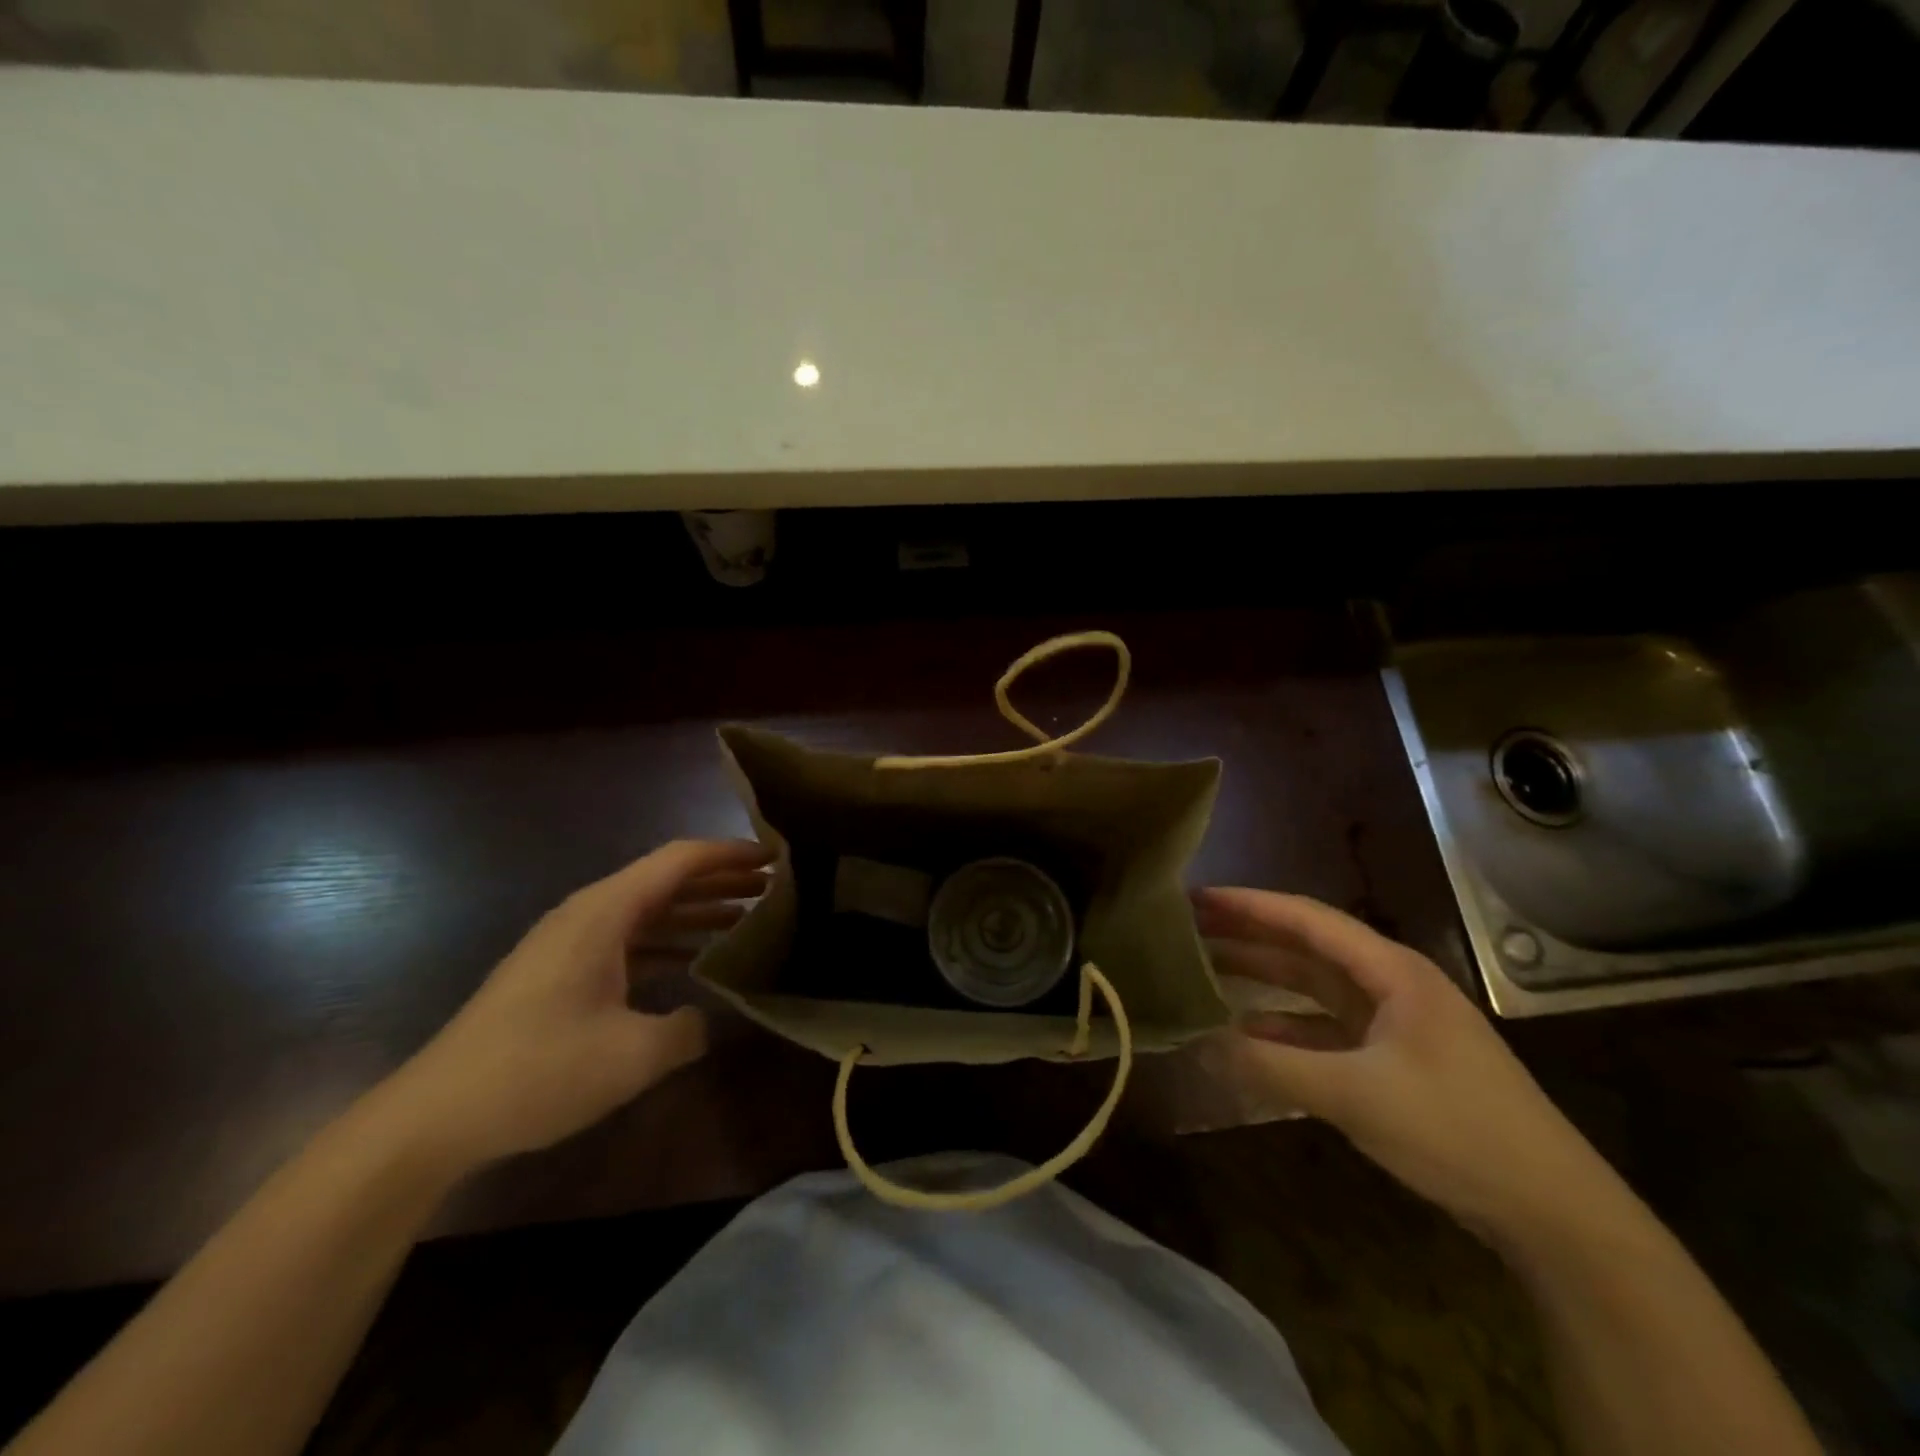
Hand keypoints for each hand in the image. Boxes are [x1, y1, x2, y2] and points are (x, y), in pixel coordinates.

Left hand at [373, 840, 769, 1174]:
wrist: (433, 1117)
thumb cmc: (537, 1070)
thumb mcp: (632, 1054)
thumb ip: (687, 1029)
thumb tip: (704, 1019)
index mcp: (604, 912)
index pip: (679, 860)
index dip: (730, 855)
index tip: (775, 858)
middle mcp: (588, 914)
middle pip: (666, 879)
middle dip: (721, 880)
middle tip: (773, 888)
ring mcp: (571, 943)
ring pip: (648, 910)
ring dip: (696, 910)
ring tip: (748, 918)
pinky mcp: (561, 972)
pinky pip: (629, 939)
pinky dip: (668, 941)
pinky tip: (695, 962)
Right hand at [1194, 887, 1626, 1243]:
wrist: (1554, 1212)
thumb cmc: (1457, 1131)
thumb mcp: (1356, 1096)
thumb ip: (1272, 1067)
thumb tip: (1199, 1045)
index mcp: (1392, 972)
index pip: (1308, 920)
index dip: (1250, 905)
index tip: (1198, 897)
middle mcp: (1391, 985)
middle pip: (1307, 947)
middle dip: (1249, 935)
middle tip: (1188, 926)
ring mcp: (1394, 1024)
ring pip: (1314, 987)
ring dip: (1263, 978)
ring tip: (1205, 969)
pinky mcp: (1394, 1060)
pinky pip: (1325, 1029)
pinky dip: (1285, 1027)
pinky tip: (1247, 1035)